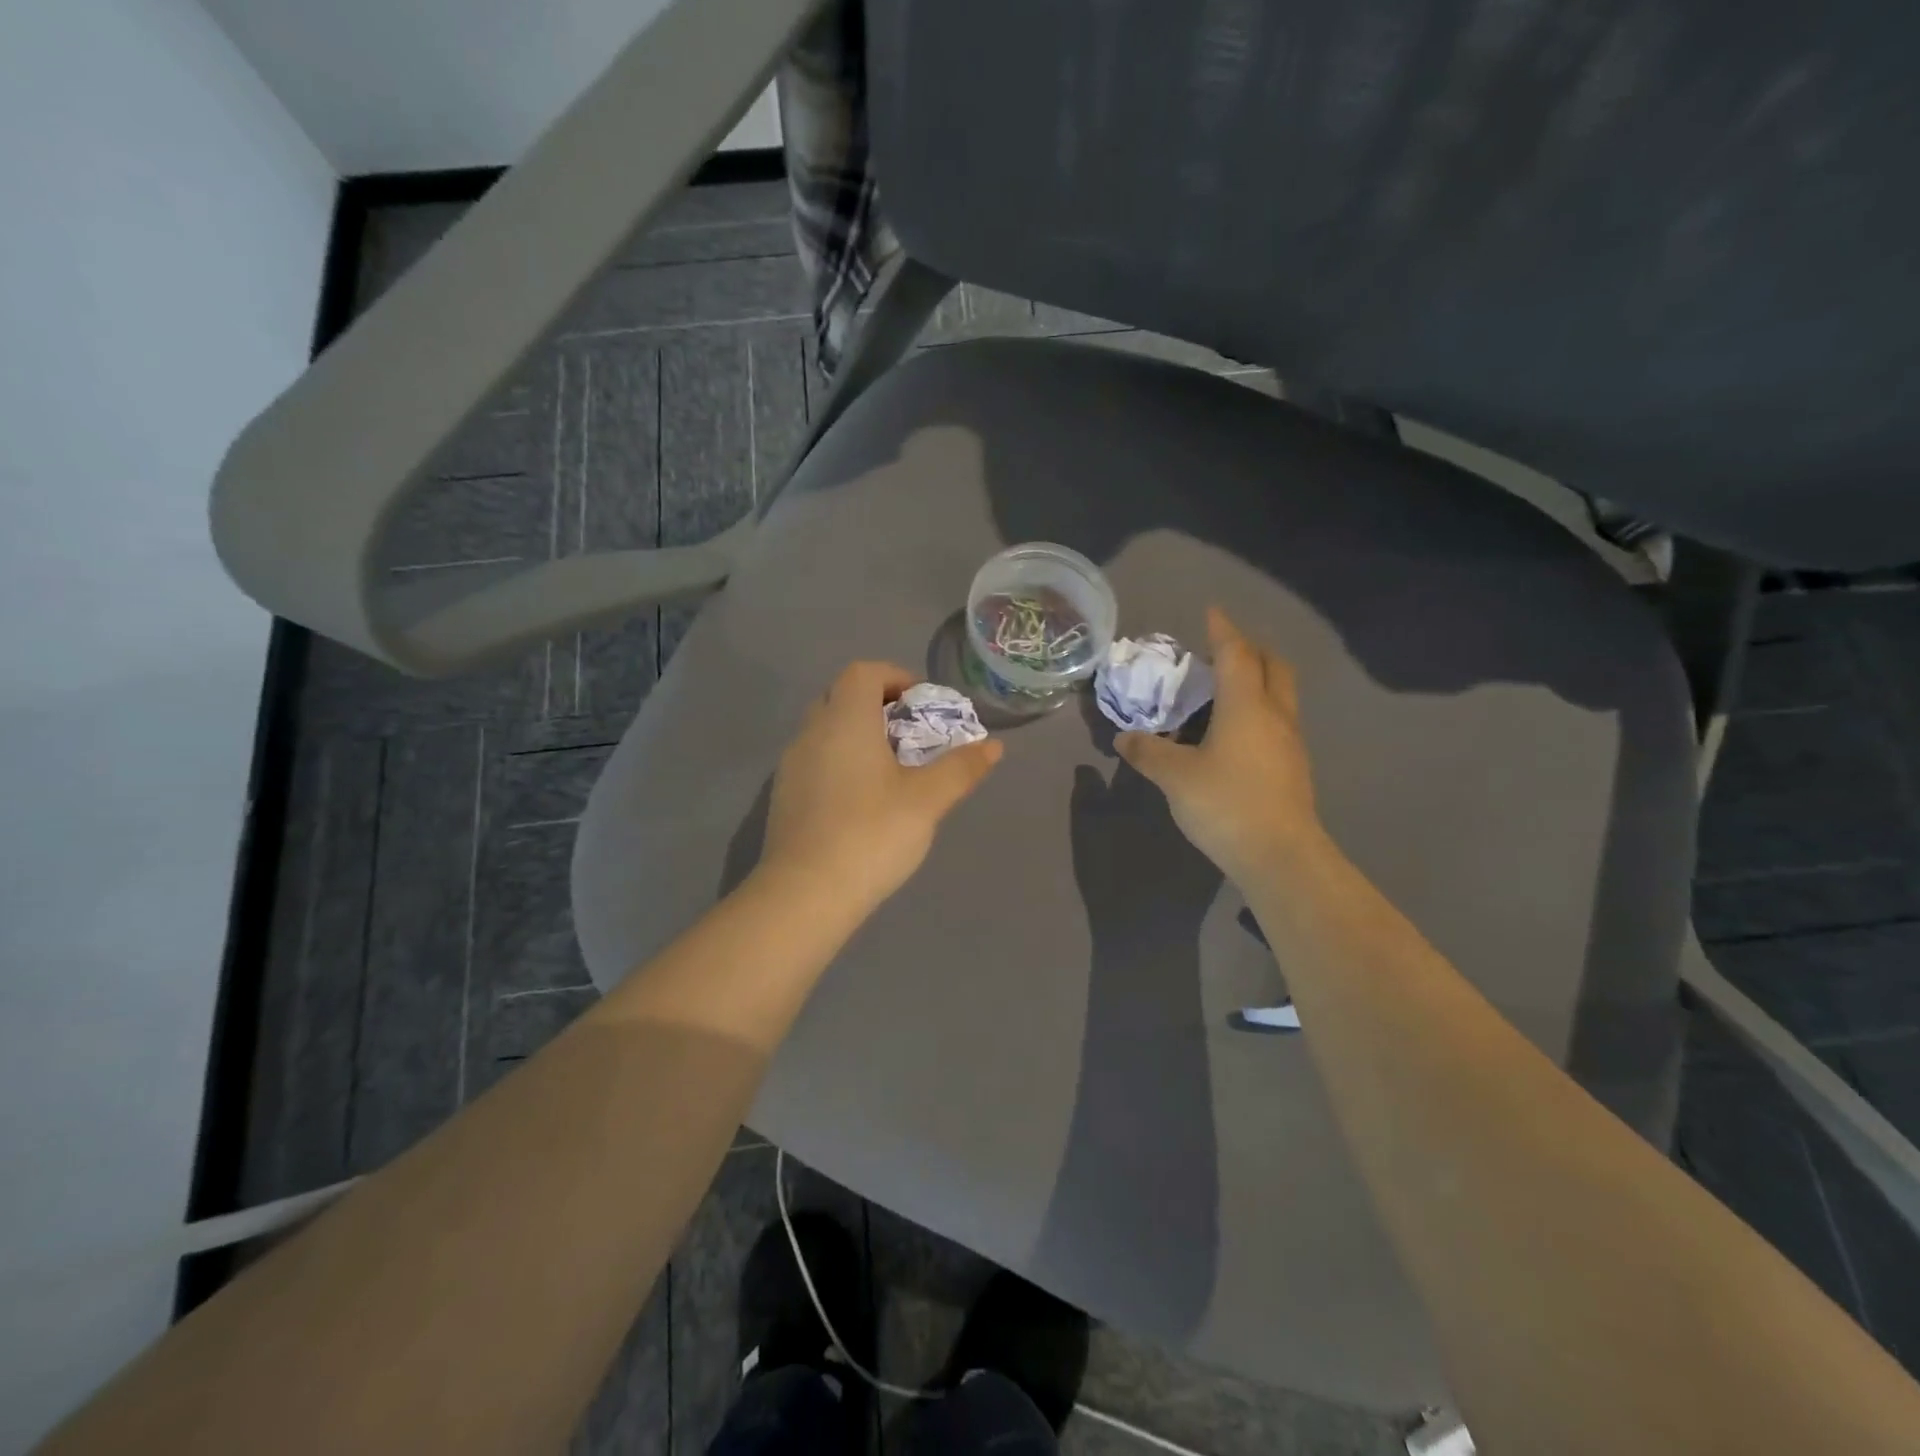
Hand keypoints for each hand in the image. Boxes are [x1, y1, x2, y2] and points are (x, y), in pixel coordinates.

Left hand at [760, 661, 1003, 912]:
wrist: (805, 894)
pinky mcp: (784, 797)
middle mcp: (811, 732)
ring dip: (858, 735)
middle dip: (877, 705)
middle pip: (841, 696)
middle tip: (910, 734)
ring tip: (891, 768)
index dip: (895, 677)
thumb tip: (994, 746)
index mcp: (845, 720)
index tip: (921, 702)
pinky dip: (840, 761)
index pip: (863, 672)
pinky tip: (862, 800)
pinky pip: (815, 760)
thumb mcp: (927, 800)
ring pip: (826, 730)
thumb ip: (961, 768)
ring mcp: (791, 765)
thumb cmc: (871, 834)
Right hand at [1115, 607, 1321, 883]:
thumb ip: (1148, 752)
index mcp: (1246, 706)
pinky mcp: (1293, 767)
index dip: (1222, 630)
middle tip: (1220, 651)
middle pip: (1272, 665)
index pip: (1236, 653)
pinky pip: (1278, 720)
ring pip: (1280, 694)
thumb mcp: (1175, 777)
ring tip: (1223, 691)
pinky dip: (1258, 711)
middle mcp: (1275, 714)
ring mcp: (1290, 741)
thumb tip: (1124, 737)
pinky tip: (1234, 734)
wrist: (1280, 856)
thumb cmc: (1226, 804)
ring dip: (1256, 681)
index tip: (1210, 612)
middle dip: (1249, 650)